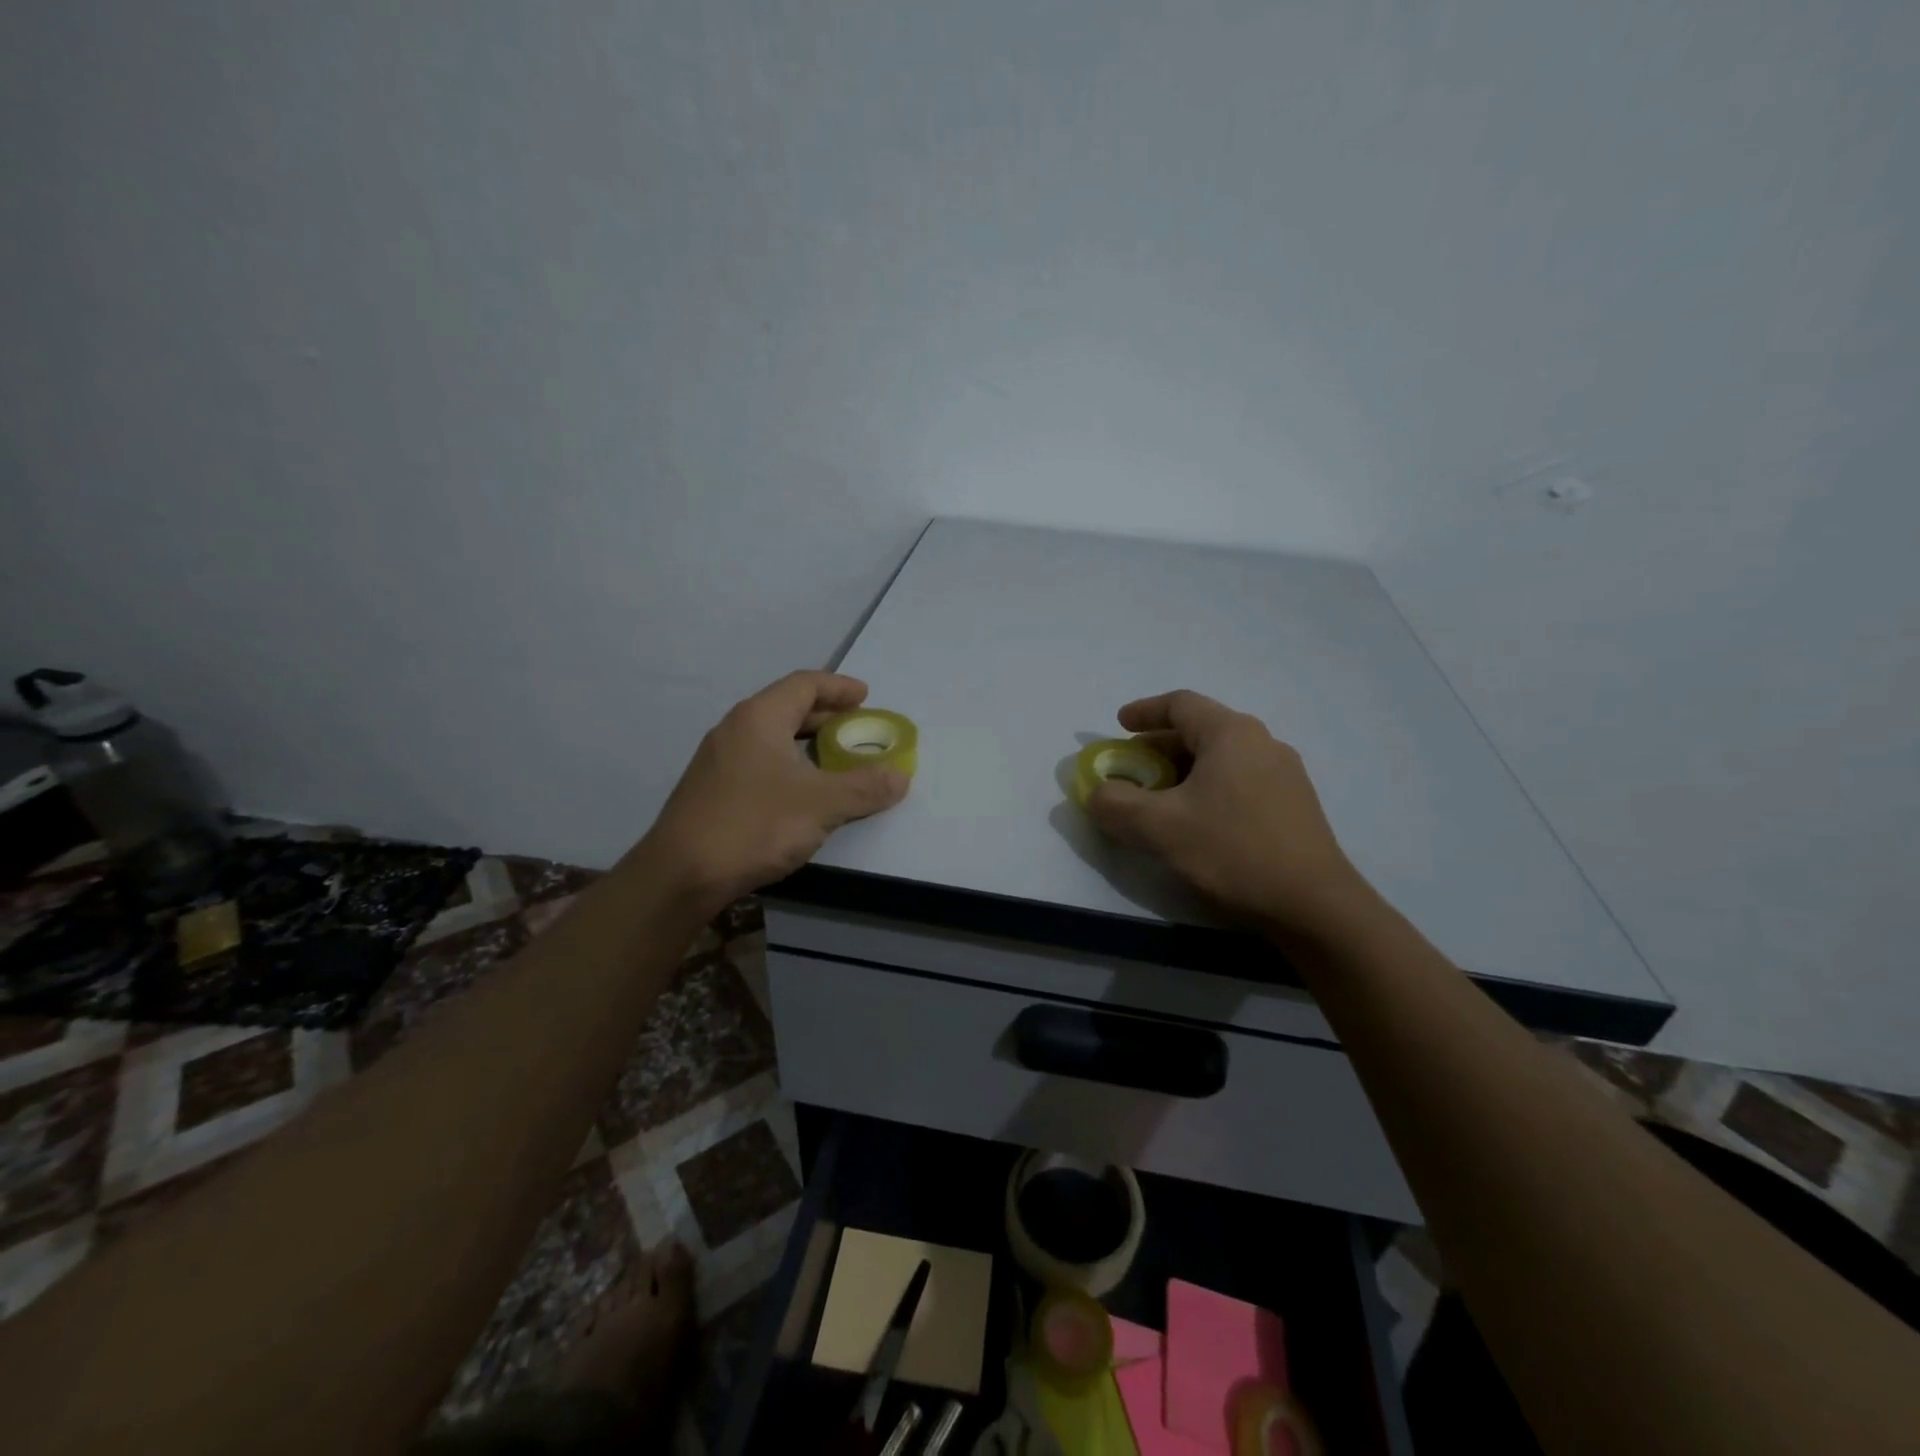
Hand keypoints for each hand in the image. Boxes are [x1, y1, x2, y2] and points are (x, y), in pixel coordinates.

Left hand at [643, 671, 909, 912]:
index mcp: (759, 718)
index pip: (804, 684)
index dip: (839, 687)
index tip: (866, 697)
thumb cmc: (754, 825)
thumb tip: (901, 775)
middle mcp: (735, 729)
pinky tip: (801, 794)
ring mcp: (718, 760)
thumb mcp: (821, 805)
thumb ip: (865, 787)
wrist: (681, 875)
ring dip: (807, 744)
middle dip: (826, 716)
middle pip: (787, 708)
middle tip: (857, 730)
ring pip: (771, 737)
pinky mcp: (711, 789)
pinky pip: (759, 761)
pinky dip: (788, 765)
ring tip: (834, 761)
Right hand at [1084, 690, 1369, 935]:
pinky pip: (1240, 780)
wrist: (1313, 905)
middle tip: (1132, 769)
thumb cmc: (1232, 851)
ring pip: (1221, 758)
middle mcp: (1262, 742)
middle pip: (1201, 730)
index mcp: (1231, 734)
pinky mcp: (1294, 805)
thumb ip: (1115, 804)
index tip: (1119, 726)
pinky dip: (1208, 788)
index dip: (1144, 711)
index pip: (1180, 704)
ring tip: (1160, 799)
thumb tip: (1098, 793)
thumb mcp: (1158, 827)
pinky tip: (1198, 822)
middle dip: (1159, 746)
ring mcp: (1285, 774)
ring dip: (1184, 770)